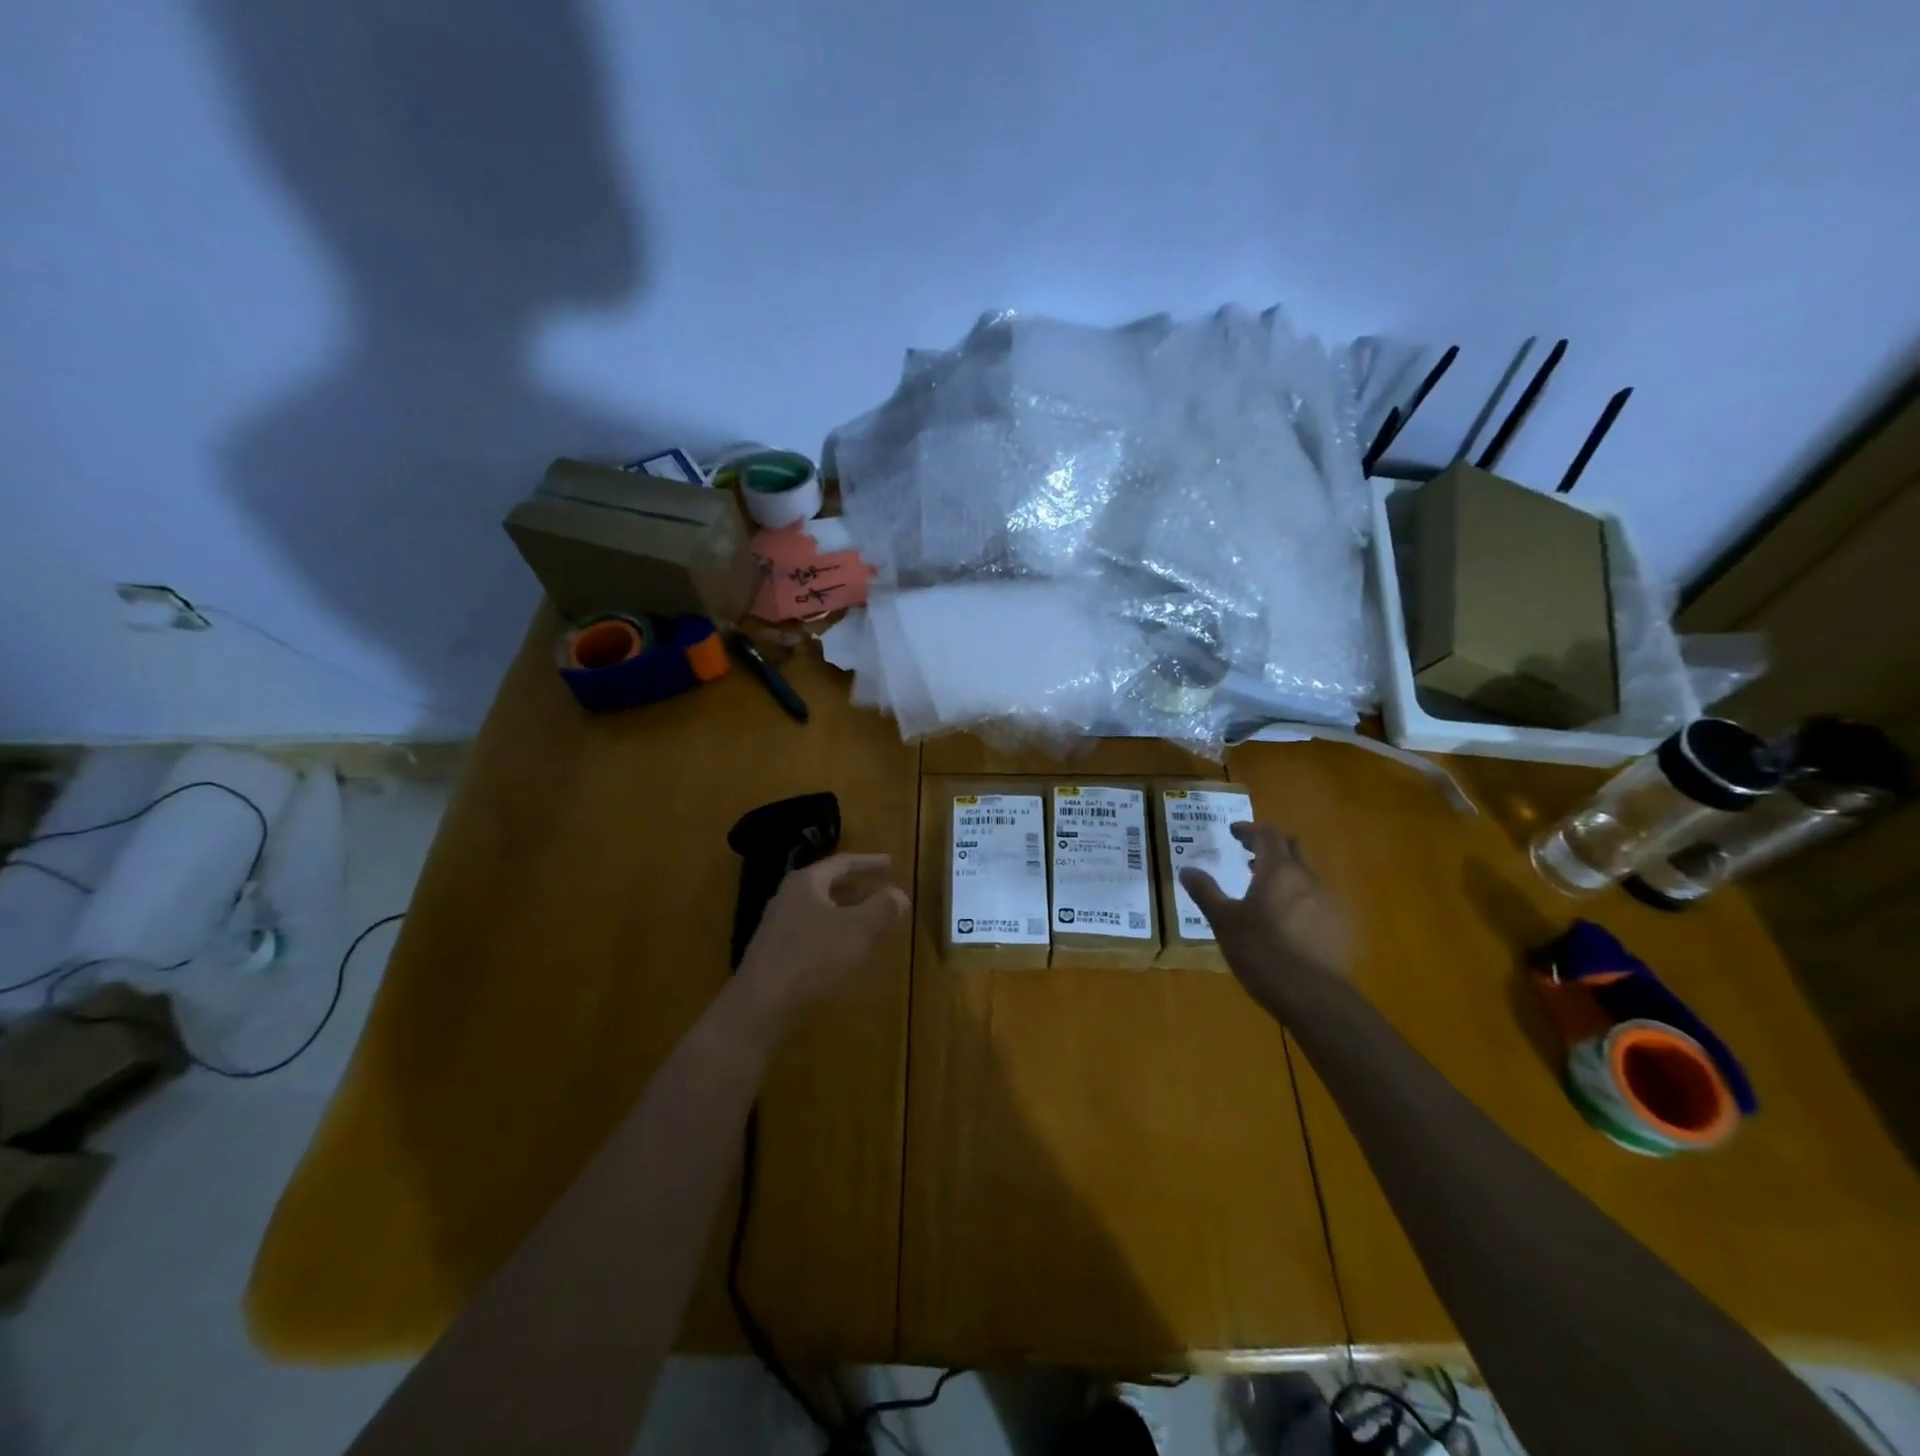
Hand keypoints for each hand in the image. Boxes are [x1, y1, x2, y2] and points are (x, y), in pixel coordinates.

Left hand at [736, 853, 909, 1027]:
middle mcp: (788, 898)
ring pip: (820, 910)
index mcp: (806, 883)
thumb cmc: (813, 958)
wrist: (760, 1008)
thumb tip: (899, 894)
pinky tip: (845, 952)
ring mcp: (778, 927)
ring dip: (846, 913)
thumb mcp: (858, 930)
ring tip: (869, 923)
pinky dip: (833, 934)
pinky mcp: (774, 954)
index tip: (891, 863)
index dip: (869, 862)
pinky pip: (811, 933)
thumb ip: (883, 907)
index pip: (842, 862)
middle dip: (857, 888)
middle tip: (881, 892)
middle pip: (828, 885)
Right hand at [1179, 823, 1352, 1004]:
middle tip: (1249, 854)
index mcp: (1278, 871)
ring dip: (1285, 873)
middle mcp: (1307, 878)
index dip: (1249, 830)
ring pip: (1306, 874)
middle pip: (1293, 847)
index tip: (1233, 832)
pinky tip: (1285, 920)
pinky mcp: (1339, 926)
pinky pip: (1317, 899)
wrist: (1313, 996)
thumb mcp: (1224, 921)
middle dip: (1271, 845)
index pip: (1267, 835)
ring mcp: (1328, 902)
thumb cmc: (1262, 951)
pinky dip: (1298, 897)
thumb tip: (1186, 869)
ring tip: (1264, 890)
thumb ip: (1206, 892)